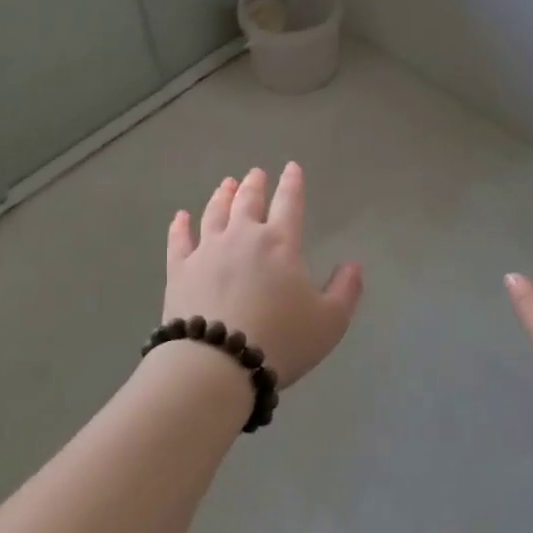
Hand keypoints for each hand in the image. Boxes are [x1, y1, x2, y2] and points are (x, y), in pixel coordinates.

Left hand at [164, 163, 363, 388]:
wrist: (217, 364)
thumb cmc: (281, 341)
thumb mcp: (329, 322)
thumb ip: (345, 290)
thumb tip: (353, 265)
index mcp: (280, 243)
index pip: (289, 203)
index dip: (292, 184)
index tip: (292, 168)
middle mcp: (242, 236)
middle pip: (247, 201)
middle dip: (254, 185)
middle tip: (255, 174)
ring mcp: (207, 251)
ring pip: (214, 213)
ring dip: (221, 196)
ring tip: (226, 185)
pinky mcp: (179, 270)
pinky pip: (179, 240)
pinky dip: (180, 226)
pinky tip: (180, 217)